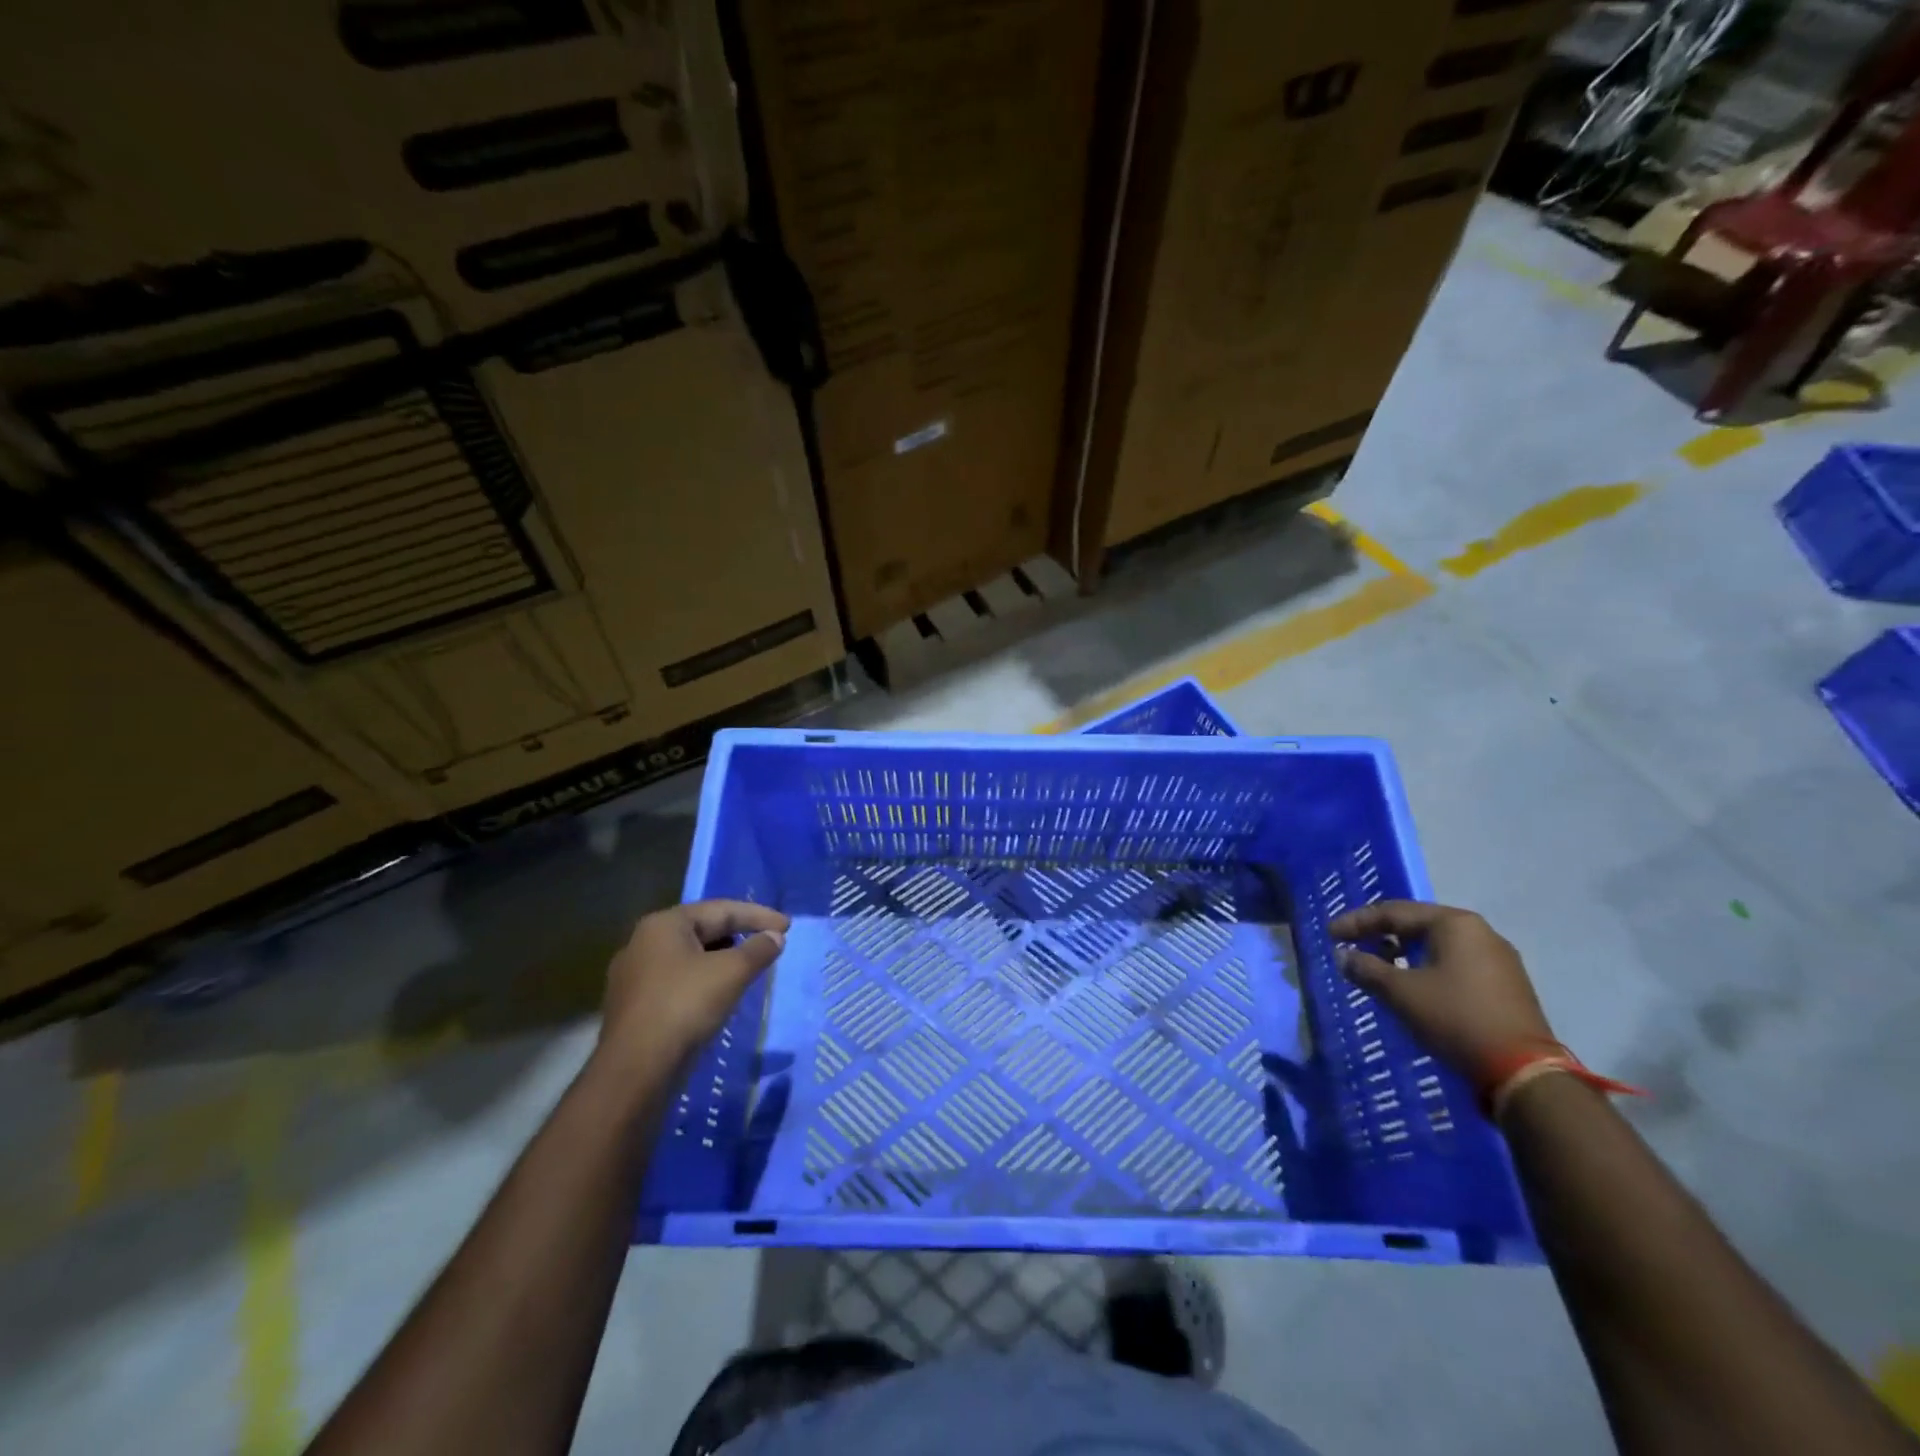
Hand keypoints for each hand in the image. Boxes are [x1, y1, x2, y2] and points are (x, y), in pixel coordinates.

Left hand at [599, 900, 788, 1071]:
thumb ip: (758, 950)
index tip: (787, 926)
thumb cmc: (684, 1007)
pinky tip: (719, 995)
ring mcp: (634, 976)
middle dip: (739, 934)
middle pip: (702, 930)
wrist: (634, 1071)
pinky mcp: (634, 1006)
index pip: (721, 910)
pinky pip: (677, 981)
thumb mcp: (731, 973)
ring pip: (689, 957)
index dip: (758, 916)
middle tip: (769, 942)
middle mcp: (643, 943)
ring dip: (722, 959)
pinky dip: (703, 981)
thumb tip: (775, 937)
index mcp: (664, 924)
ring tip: (748, 968)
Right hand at [1328, 900, 1553, 1076]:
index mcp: (1454, 924)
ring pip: (1437, 945)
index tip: (1330, 935)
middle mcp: (1479, 932)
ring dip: (1403, 953)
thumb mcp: (1400, 992)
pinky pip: (1454, 964)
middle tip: (1352, 947)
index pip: (1393, 912)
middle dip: (1380, 935)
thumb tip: (1344, 956)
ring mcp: (1498, 959)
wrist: (1523, 1072)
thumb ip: (1366, 969)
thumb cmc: (1454, 1018)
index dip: (1357, 922)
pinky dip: (1426, 968)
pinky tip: (1413, 986)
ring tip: (1378, 968)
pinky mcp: (1506, 985)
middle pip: (1417, 924)